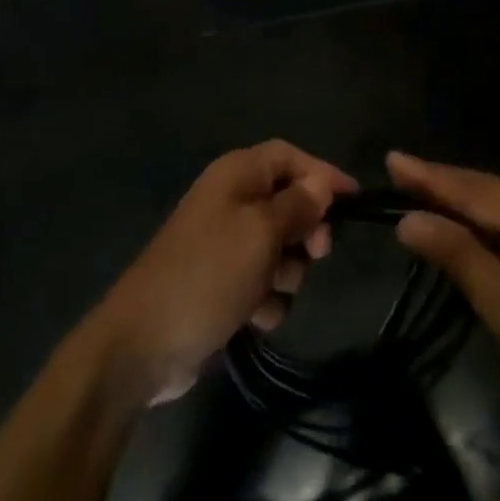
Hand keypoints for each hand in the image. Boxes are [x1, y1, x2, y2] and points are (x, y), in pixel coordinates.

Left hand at [88, 141, 356, 407]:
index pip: (288, 156)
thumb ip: (297, 205)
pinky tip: (253, 316)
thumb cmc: (208, 274)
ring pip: (280, 247)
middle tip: (314, 254)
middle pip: (288, 201)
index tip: (354, 202)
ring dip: (285, 272)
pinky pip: (262, 281)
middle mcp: (230, 201)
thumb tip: (321, 183)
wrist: (144, 344)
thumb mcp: (261, 232)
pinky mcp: (222, 283)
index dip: (322, 174)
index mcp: (235, 175)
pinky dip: (266, 299)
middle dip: (305, 230)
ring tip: (268, 291)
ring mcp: (224, 244)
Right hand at [388, 151, 499, 445]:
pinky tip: (462, 229)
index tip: (392, 158)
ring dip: (462, 205)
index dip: (431, 177)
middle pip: (493, 193)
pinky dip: (485, 228)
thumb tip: (408, 220)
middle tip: (398, 170)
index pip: (479, 191)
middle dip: (444, 184)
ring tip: (417, 191)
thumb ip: (460, 257)